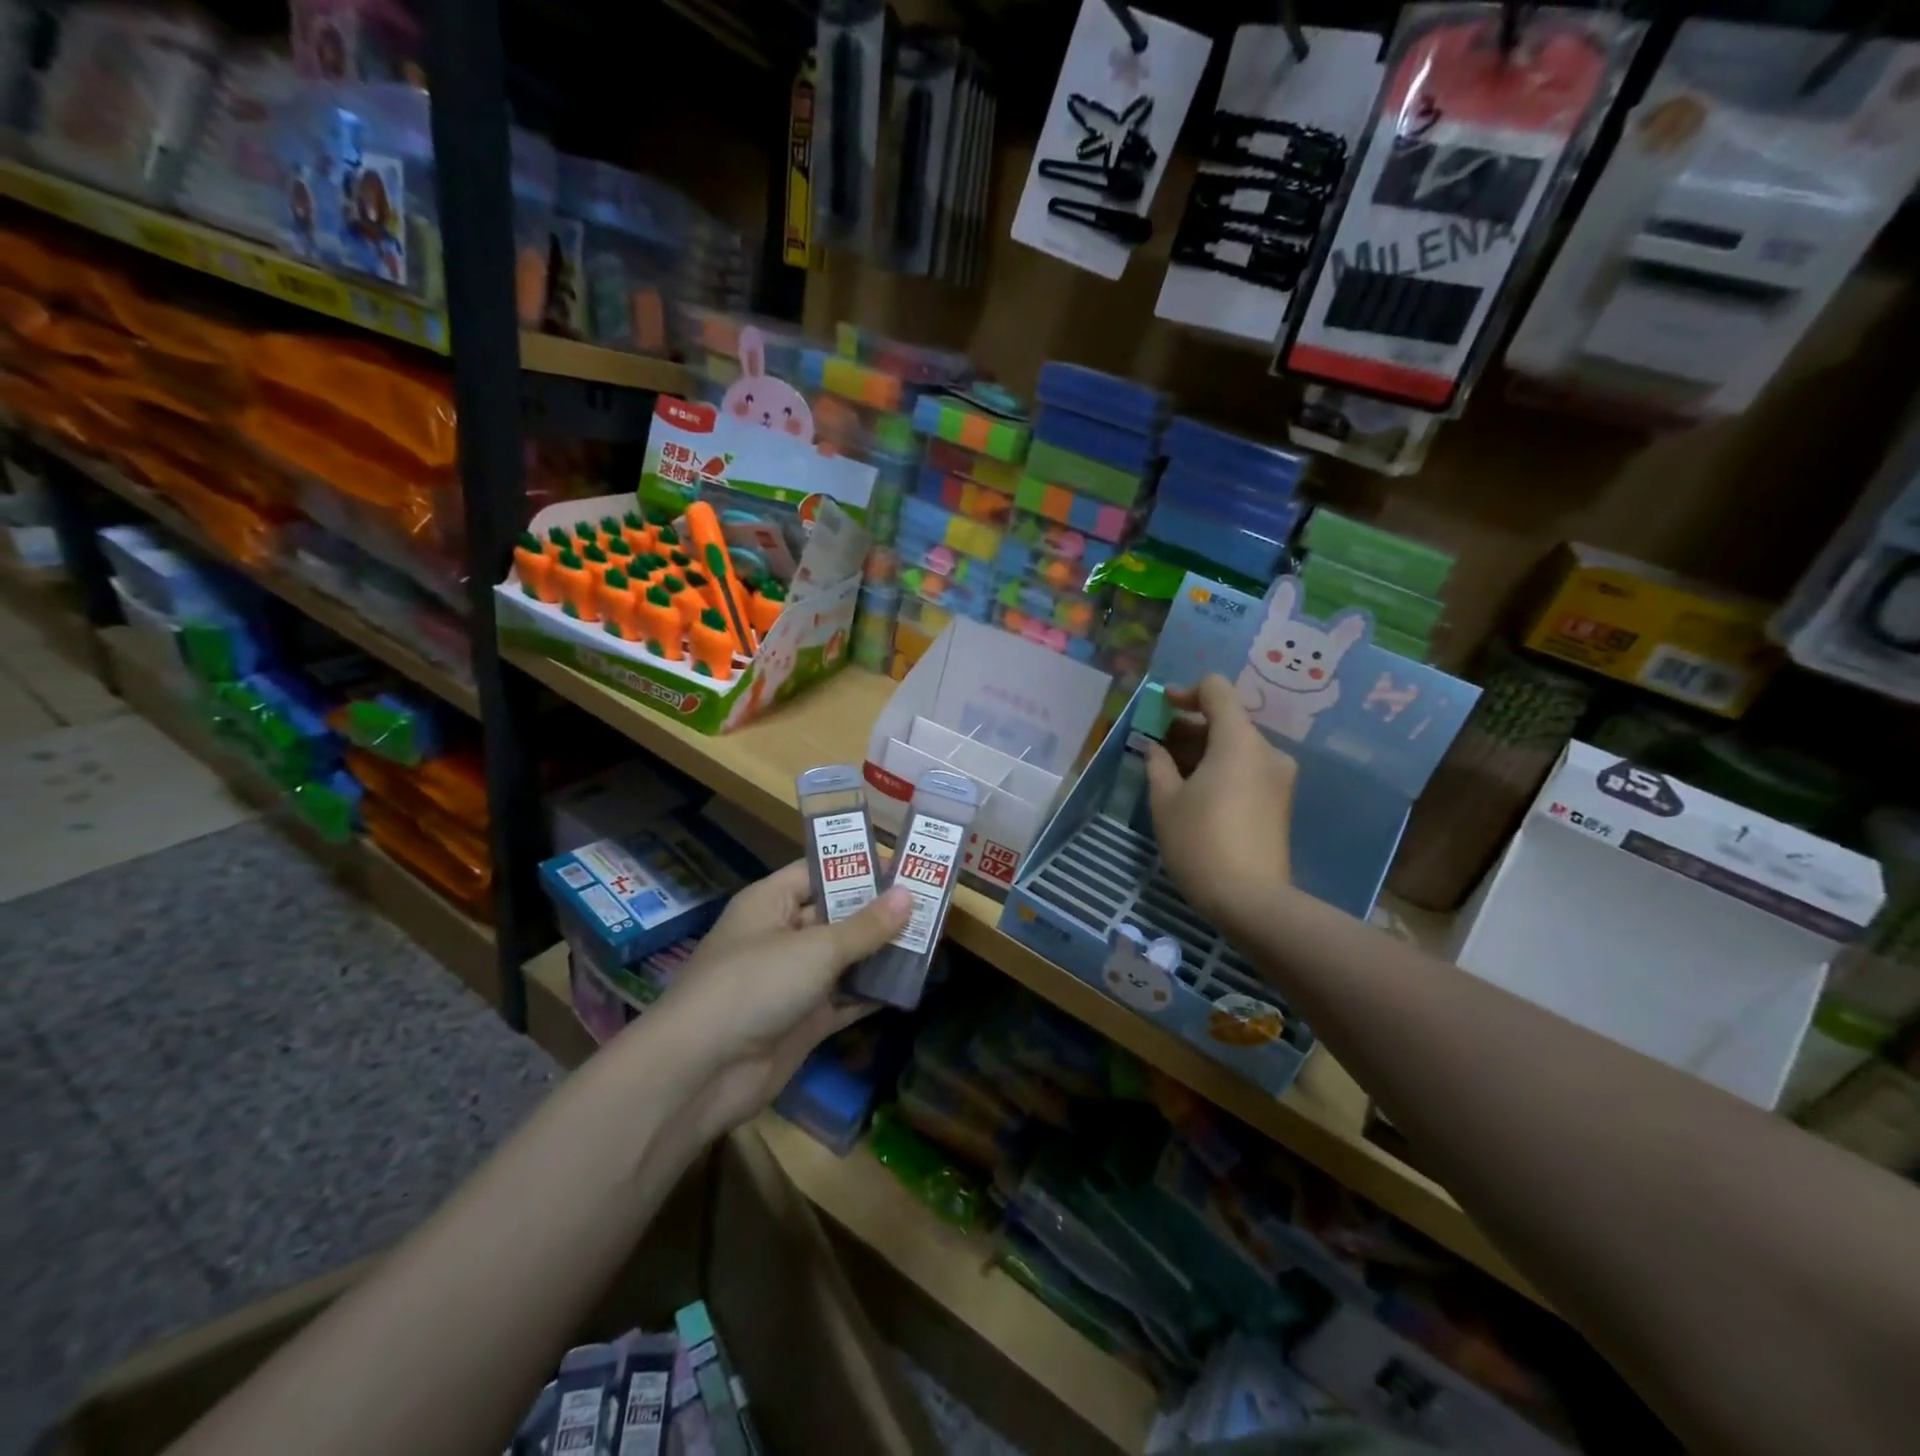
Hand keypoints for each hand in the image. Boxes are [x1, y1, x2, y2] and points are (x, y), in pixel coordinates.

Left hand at [642, 861, 910, 1141]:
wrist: (701, 1072)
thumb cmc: (755, 985)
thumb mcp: (816, 948)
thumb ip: (866, 926)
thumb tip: (908, 895)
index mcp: (770, 903)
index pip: (818, 871)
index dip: (858, 867)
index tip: (903, 866)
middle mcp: (780, 936)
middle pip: (836, 915)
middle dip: (878, 912)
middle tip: (929, 905)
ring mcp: (791, 982)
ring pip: (844, 959)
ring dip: (880, 954)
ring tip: (930, 941)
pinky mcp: (802, 1021)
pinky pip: (844, 999)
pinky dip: (872, 994)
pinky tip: (910, 986)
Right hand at [1145, 673, 1297, 930]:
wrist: (1251, 900)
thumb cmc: (1200, 842)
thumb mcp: (1165, 801)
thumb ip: (1158, 764)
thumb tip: (1156, 747)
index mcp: (1238, 741)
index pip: (1217, 690)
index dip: (1186, 692)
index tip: (1161, 708)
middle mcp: (1266, 751)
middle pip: (1227, 719)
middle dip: (1189, 727)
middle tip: (1157, 746)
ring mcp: (1278, 778)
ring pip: (1236, 747)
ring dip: (1203, 750)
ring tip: (1170, 772)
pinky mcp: (1280, 802)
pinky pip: (1247, 769)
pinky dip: (1220, 768)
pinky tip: (1195, 792)